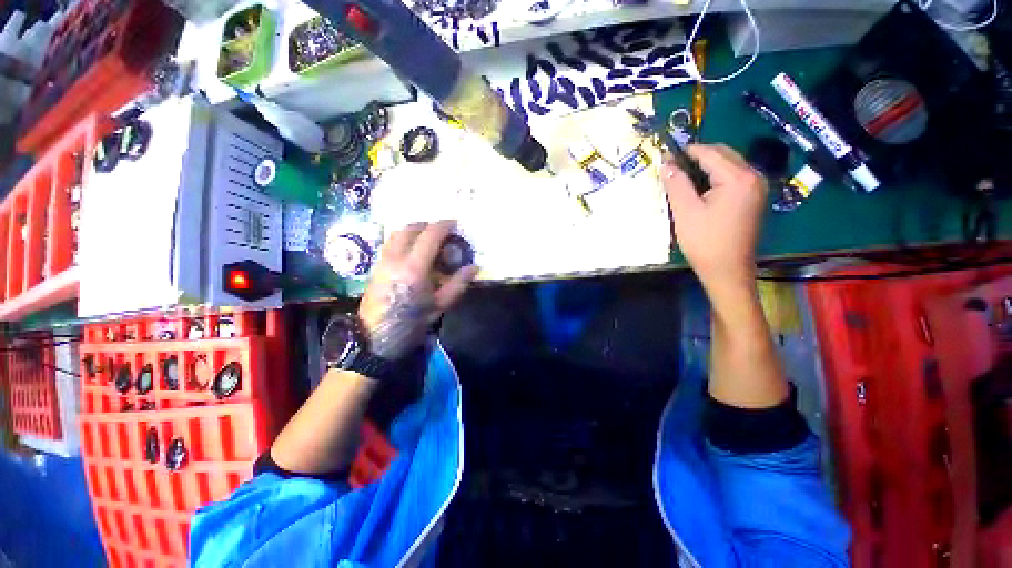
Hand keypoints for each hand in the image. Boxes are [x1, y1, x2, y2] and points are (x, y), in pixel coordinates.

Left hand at [358, 220, 478, 359]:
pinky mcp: (375, 266)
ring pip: (397, 233)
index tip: (455, 223)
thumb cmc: (411, 323)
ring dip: (414, 230)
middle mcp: (395, 258)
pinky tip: (413, 251)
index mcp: (414, 268)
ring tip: (428, 239)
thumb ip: (458, 284)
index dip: (444, 225)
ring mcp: (382, 260)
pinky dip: (404, 238)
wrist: (376, 339)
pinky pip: (390, 243)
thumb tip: (475, 267)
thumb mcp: (440, 306)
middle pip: (410, 228)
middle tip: (442, 231)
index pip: (430, 235)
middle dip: (428, 224)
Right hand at [662, 144, 766, 291]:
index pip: (710, 153)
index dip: (686, 151)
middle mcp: (754, 176)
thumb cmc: (704, 242)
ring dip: (706, 167)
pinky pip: (733, 177)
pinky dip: (715, 177)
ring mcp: (757, 187)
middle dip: (697, 157)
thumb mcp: (685, 211)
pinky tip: (699, 189)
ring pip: (728, 165)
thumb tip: (666, 163)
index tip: (665, 155)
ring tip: (682, 178)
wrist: (727, 271)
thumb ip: (677, 183)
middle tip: (672, 168)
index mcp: (738, 178)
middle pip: (723, 154)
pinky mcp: (754, 198)